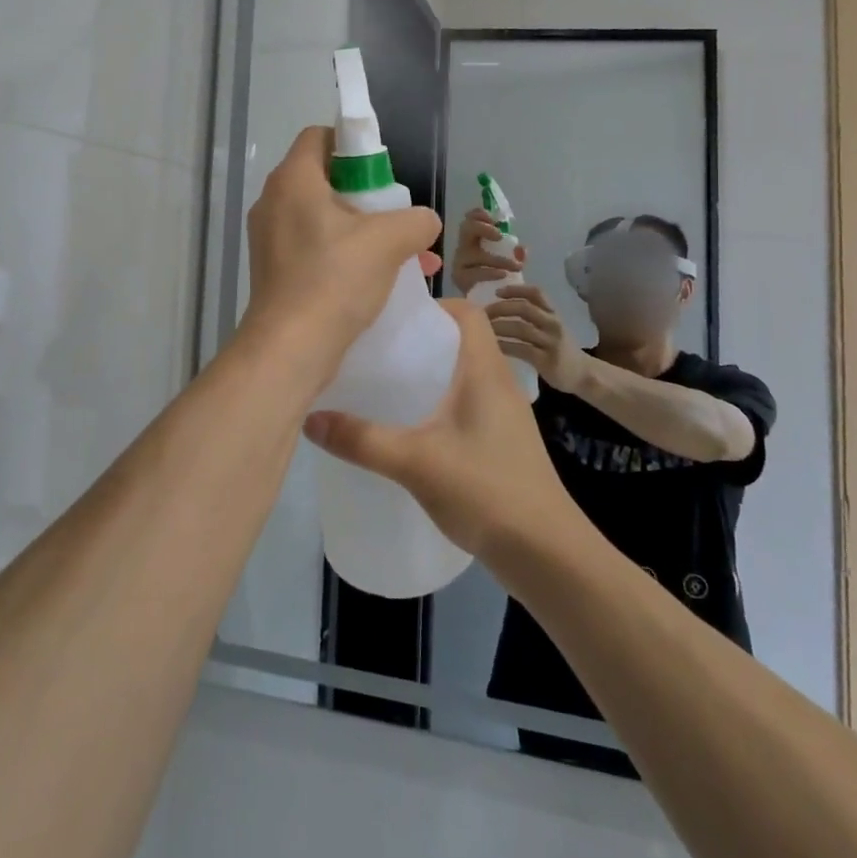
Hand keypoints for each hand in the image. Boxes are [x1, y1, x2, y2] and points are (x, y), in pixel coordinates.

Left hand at [243, 126, 442, 375]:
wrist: (290, 349)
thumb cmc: (335, 280)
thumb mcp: (389, 241)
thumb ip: (416, 220)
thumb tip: (424, 222)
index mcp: (293, 180)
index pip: (320, 136)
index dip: (354, 144)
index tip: (383, 172)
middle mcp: (274, 202)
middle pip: (325, 179)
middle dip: (368, 196)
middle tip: (396, 217)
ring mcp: (271, 239)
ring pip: (325, 219)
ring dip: (365, 231)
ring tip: (406, 255)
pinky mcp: (275, 271)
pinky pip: (317, 249)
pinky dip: (348, 255)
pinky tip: (384, 281)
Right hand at [303, 301, 582, 560]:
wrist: (546, 553)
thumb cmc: (486, 490)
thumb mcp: (415, 462)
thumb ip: (362, 440)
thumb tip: (310, 418)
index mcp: (486, 370)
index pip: (466, 311)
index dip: (432, 304)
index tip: (392, 318)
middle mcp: (499, 382)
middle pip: (460, 340)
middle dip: (419, 339)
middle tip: (376, 350)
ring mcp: (504, 414)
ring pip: (462, 374)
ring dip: (428, 373)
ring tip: (385, 384)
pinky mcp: (502, 442)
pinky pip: (466, 404)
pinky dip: (438, 402)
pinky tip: (411, 427)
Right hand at [448, 208, 527, 294]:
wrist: (488, 305)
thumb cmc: (497, 280)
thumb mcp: (510, 263)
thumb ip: (516, 255)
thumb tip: (521, 249)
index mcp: (474, 240)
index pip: (471, 218)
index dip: (480, 214)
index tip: (496, 220)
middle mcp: (464, 248)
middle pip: (466, 229)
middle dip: (483, 228)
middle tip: (499, 236)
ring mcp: (460, 263)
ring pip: (474, 254)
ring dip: (497, 259)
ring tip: (515, 266)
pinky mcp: (460, 279)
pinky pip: (474, 273)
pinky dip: (490, 273)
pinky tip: (503, 276)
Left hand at [485, 284, 589, 391]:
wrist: (583, 374)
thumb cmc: (560, 348)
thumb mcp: (551, 327)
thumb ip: (533, 315)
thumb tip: (501, 305)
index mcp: (553, 313)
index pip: (535, 292)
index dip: (515, 289)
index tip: (497, 292)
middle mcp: (553, 324)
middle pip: (524, 308)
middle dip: (501, 308)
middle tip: (483, 313)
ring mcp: (551, 342)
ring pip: (521, 328)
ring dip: (499, 326)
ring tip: (482, 329)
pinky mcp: (546, 360)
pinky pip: (521, 349)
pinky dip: (504, 346)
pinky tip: (492, 346)